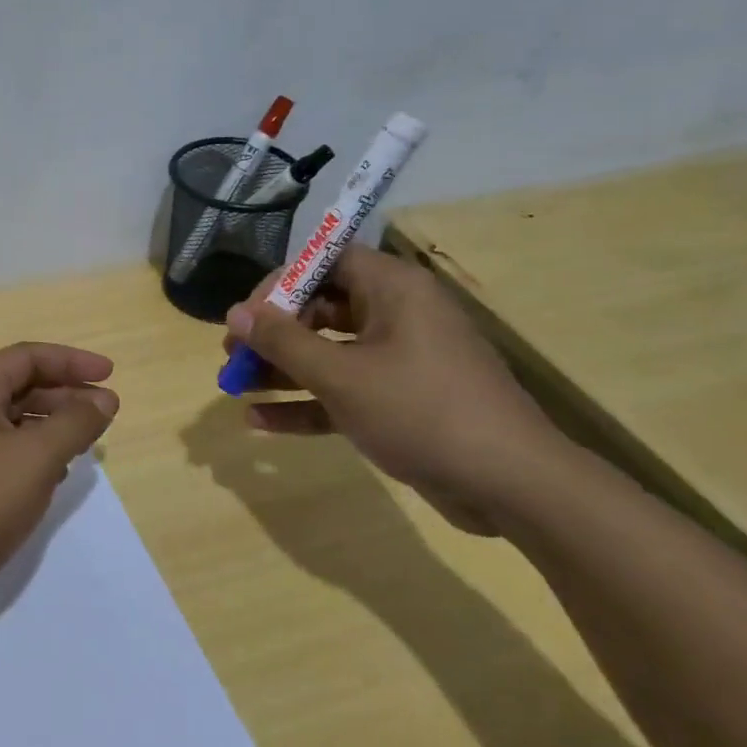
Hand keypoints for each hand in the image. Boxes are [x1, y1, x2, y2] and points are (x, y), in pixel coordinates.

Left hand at [0, 343, 118, 622]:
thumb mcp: (35, 458)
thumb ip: (74, 423)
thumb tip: (103, 399)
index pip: (28, 356)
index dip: (72, 361)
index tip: (110, 375)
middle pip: (20, 386)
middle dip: (66, 394)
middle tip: (106, 412)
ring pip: (13, 422)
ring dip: (51, 425)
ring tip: (87, 442)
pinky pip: (3, 453)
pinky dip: (33, 455)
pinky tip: (55, 475)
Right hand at [222, 243, 563, 534]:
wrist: (511, 485)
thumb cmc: (421, 411)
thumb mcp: (341, 375)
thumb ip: (283, 341)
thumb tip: (235, 313)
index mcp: (392, 289)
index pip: (325, 261)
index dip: (280, 283)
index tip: (246, 316)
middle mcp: (397, 315)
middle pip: (322, 308)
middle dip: (274, 333)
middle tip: (235, 356)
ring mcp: (401, 360)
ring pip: (330, 353)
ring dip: (283, 369)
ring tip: (236, 386)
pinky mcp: (402, 401)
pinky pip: (345, 390)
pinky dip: (308, 402)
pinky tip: (261, 422)